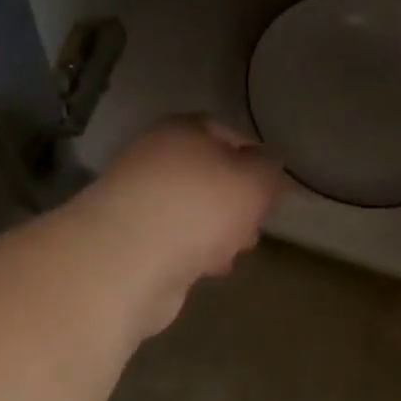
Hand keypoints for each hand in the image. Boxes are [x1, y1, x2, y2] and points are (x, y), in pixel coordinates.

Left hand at [77, 115, 286, 335]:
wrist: (128, 260)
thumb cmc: (199, 207)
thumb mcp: (254, 180)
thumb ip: (268, 169)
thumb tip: (267, 165)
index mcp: (182, 131)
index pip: (224, 132)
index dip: (253, 157)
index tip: (271, 187)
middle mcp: (155, 158)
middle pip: (207, 174)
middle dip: (235, 201)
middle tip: (255, 223)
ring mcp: (139, 200)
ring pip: (191, 210)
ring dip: (217, 229)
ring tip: (236, 251)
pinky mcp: (131, 240)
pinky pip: (174, 239)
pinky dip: (195, 251)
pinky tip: (209, 269)